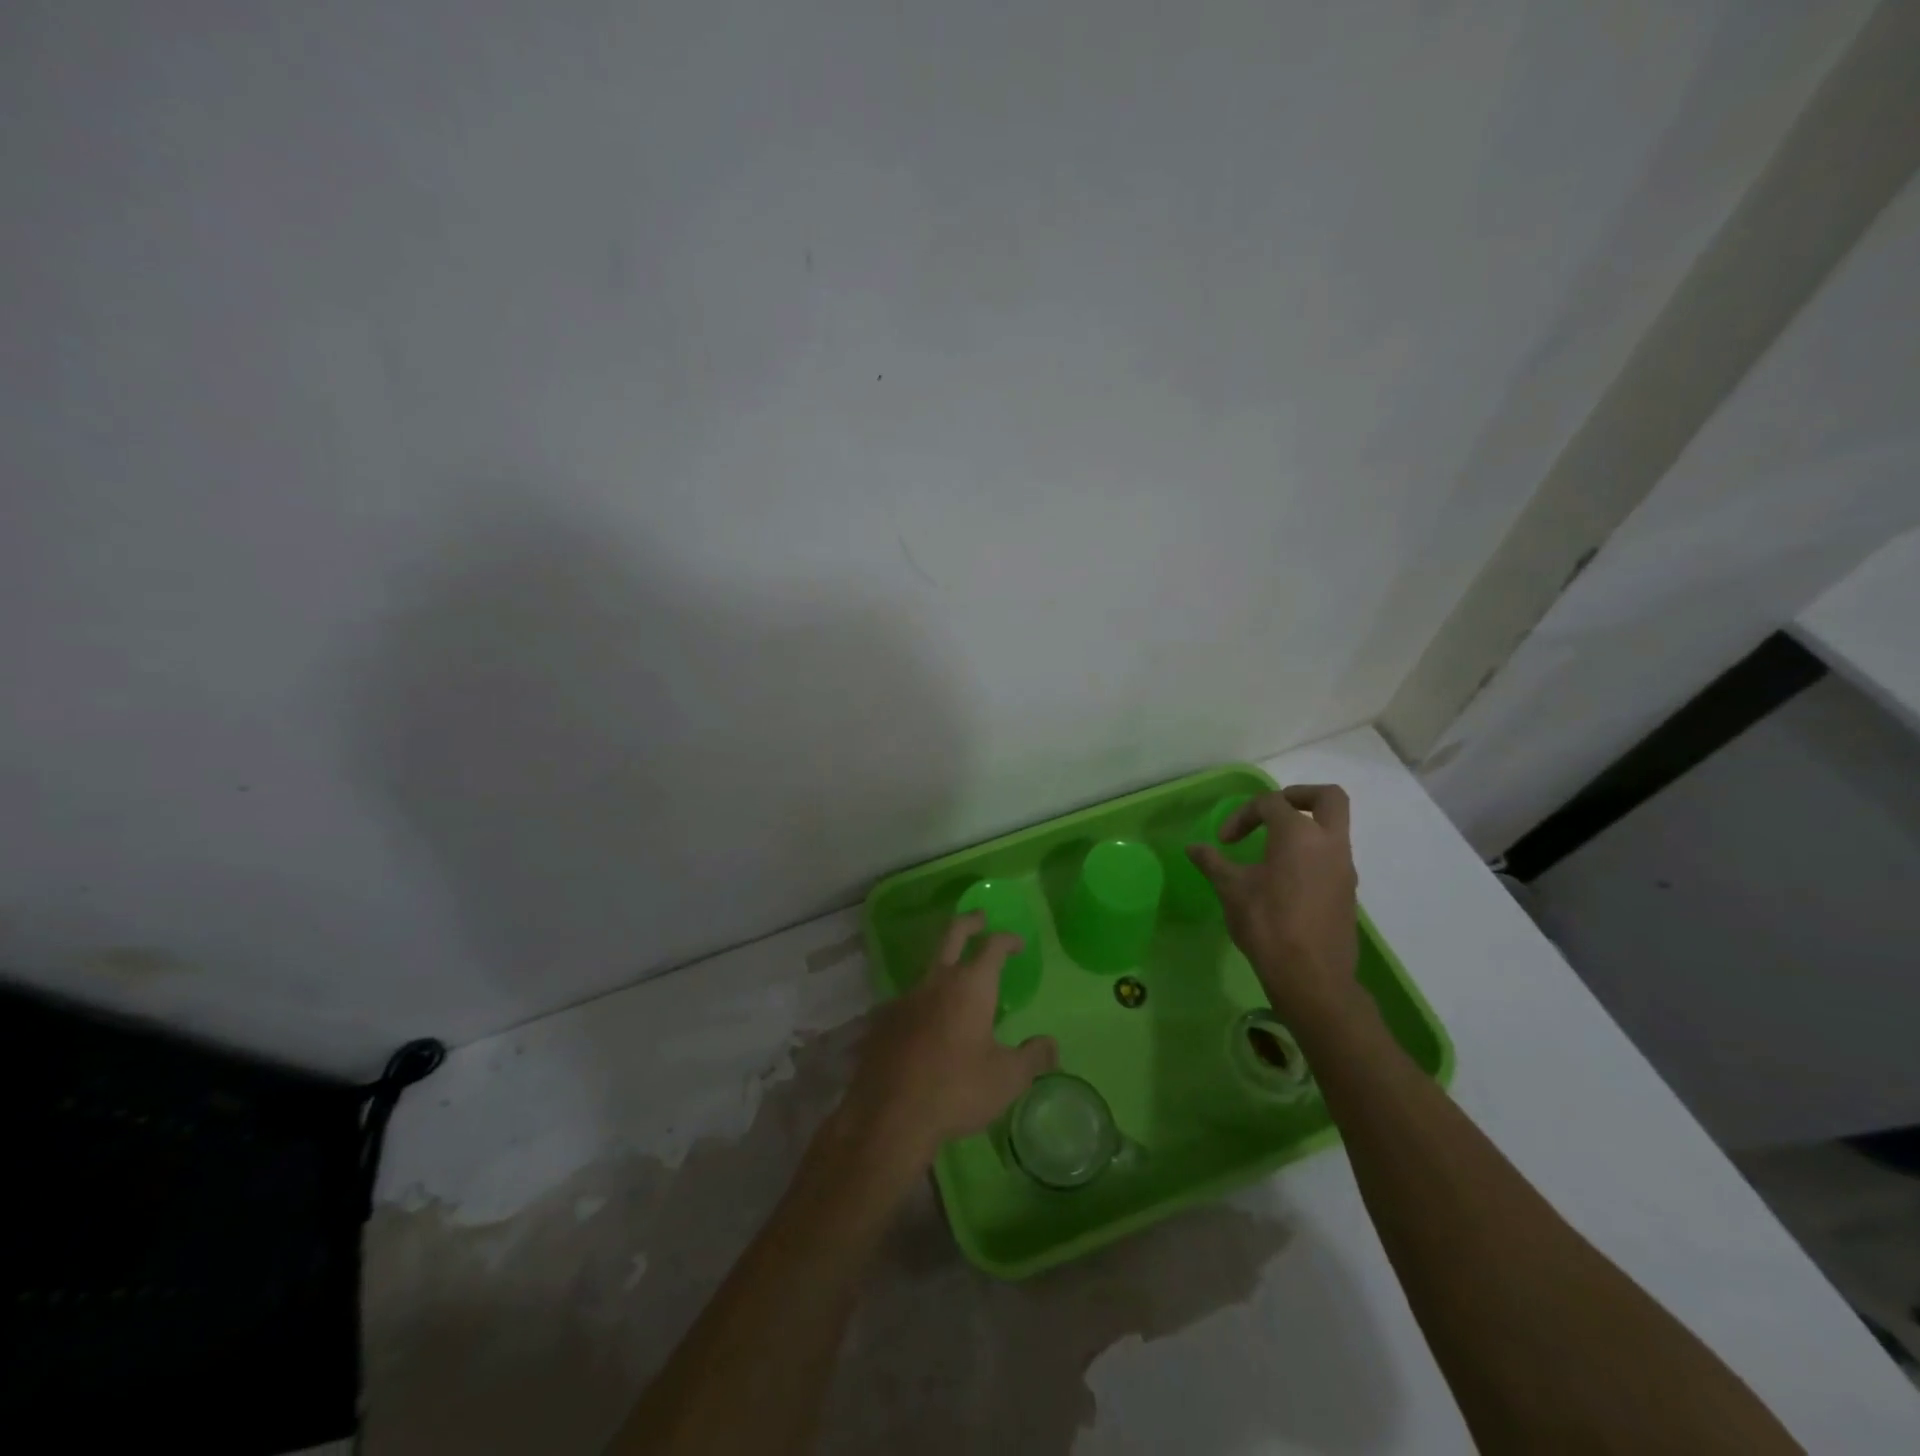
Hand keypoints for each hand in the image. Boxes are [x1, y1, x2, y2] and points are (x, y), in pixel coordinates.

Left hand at [841, 912, 1058, 1171]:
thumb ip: (1033, 1058)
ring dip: (944, 967)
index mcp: (971, 986)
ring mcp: (905, 999)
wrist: (890, 1115)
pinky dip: (923, 1003)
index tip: (1017, 942)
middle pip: (952, 935)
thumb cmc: (957, 1090)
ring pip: (927, 969)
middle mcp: (936, 981)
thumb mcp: (1007, 1079)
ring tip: (956, 985)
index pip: (992, 946)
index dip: (1007, 939)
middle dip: (969, 923)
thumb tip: (1051, 1045)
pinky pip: (908, 1001)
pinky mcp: (883, 1021)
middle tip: (980, 918)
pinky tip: (927, 1026)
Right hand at [1188, 784, 1365, 1029]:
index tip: (1224, 841)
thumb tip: (1193, 848)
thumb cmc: (1267, 924)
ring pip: (1333, 829)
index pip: (1271, 803)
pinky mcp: (1348, 892)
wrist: (1311, 977)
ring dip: (1305, 829)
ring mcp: (1344, 868)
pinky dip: (1311, 854)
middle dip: (1300, 796)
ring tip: (1272, 851)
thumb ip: (1213, 862)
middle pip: (1329, 798)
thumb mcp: (1231, 890)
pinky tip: (1285, 879)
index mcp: (1299, 835)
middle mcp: (1329, 843)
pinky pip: (1332, 857)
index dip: (1243, 815)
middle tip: (1272, 812)